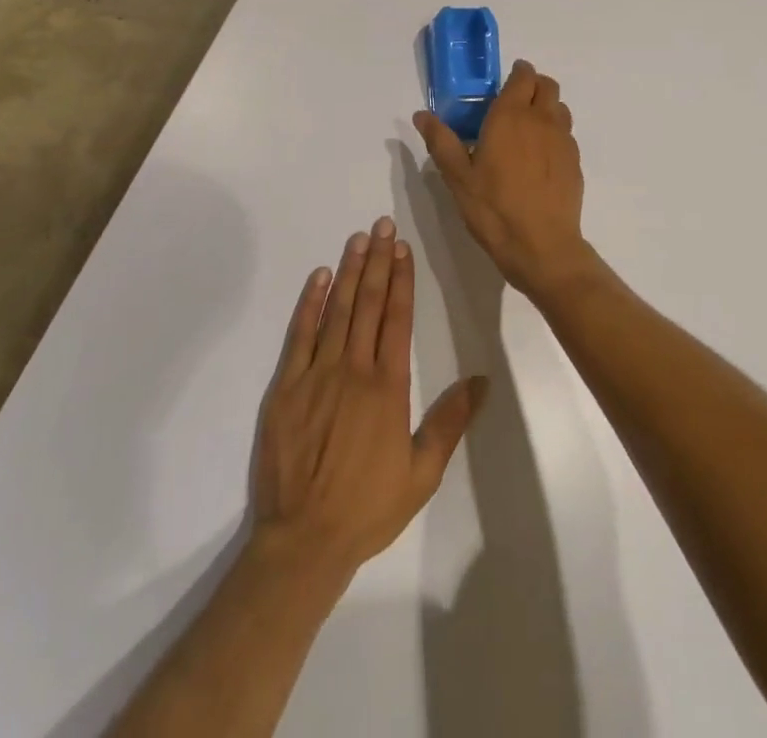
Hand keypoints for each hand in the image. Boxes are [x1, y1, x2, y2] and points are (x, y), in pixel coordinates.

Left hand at [251, 217, 487, 582]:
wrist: (303, 541)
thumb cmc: (368, 508)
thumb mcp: (422, 473)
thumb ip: (450, 422)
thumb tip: (481, 381)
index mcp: (388, 387)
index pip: (397, 318)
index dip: (401, 280)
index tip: (403, 249)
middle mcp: (354, 369)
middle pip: (368, 304)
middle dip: (377, 261)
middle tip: (382, 226)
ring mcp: (316, 375)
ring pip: (336, 311)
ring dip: (348, 272)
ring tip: (357, 239)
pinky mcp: (285, 387)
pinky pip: (299, 335)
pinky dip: (309, 303)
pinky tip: (318, 278)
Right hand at [413, 60, 600, 301]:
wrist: (542, 246)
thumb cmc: (494, 208)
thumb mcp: (457, 177)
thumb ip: (441, 141)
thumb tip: (421, 115)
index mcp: (511, 116)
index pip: (523, 76)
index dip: (517, 73)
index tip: (505, 82)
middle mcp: (541, 120)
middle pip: (547, 85)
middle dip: (533, 85)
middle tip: (514, 102)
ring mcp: (563, 140)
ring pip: (559, 108)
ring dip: (546, 108)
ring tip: (527, 129)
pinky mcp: (575, 162)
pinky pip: (566, 134)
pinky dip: (554, 133)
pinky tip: (540, 158)